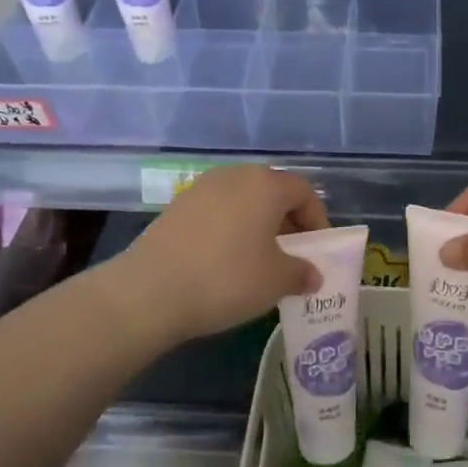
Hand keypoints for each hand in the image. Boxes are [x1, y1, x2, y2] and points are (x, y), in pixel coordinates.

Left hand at [113, 166, 329, 342]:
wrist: (149, 291)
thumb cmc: (227, 278)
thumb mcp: (276, 281)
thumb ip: (301, 273)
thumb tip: (312, 274)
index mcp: (265, 184)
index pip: (304, 192)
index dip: (317, 220)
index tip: (317, 250)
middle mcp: (234, 176)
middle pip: (272, 192)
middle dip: (288, 222)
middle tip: (292, 255)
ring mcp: (201, 188)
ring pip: (243, 201)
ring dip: (258, 225)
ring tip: (259, 260)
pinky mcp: (176, 206)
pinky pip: (217, 212)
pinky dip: (230, 230)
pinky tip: (225, 261)